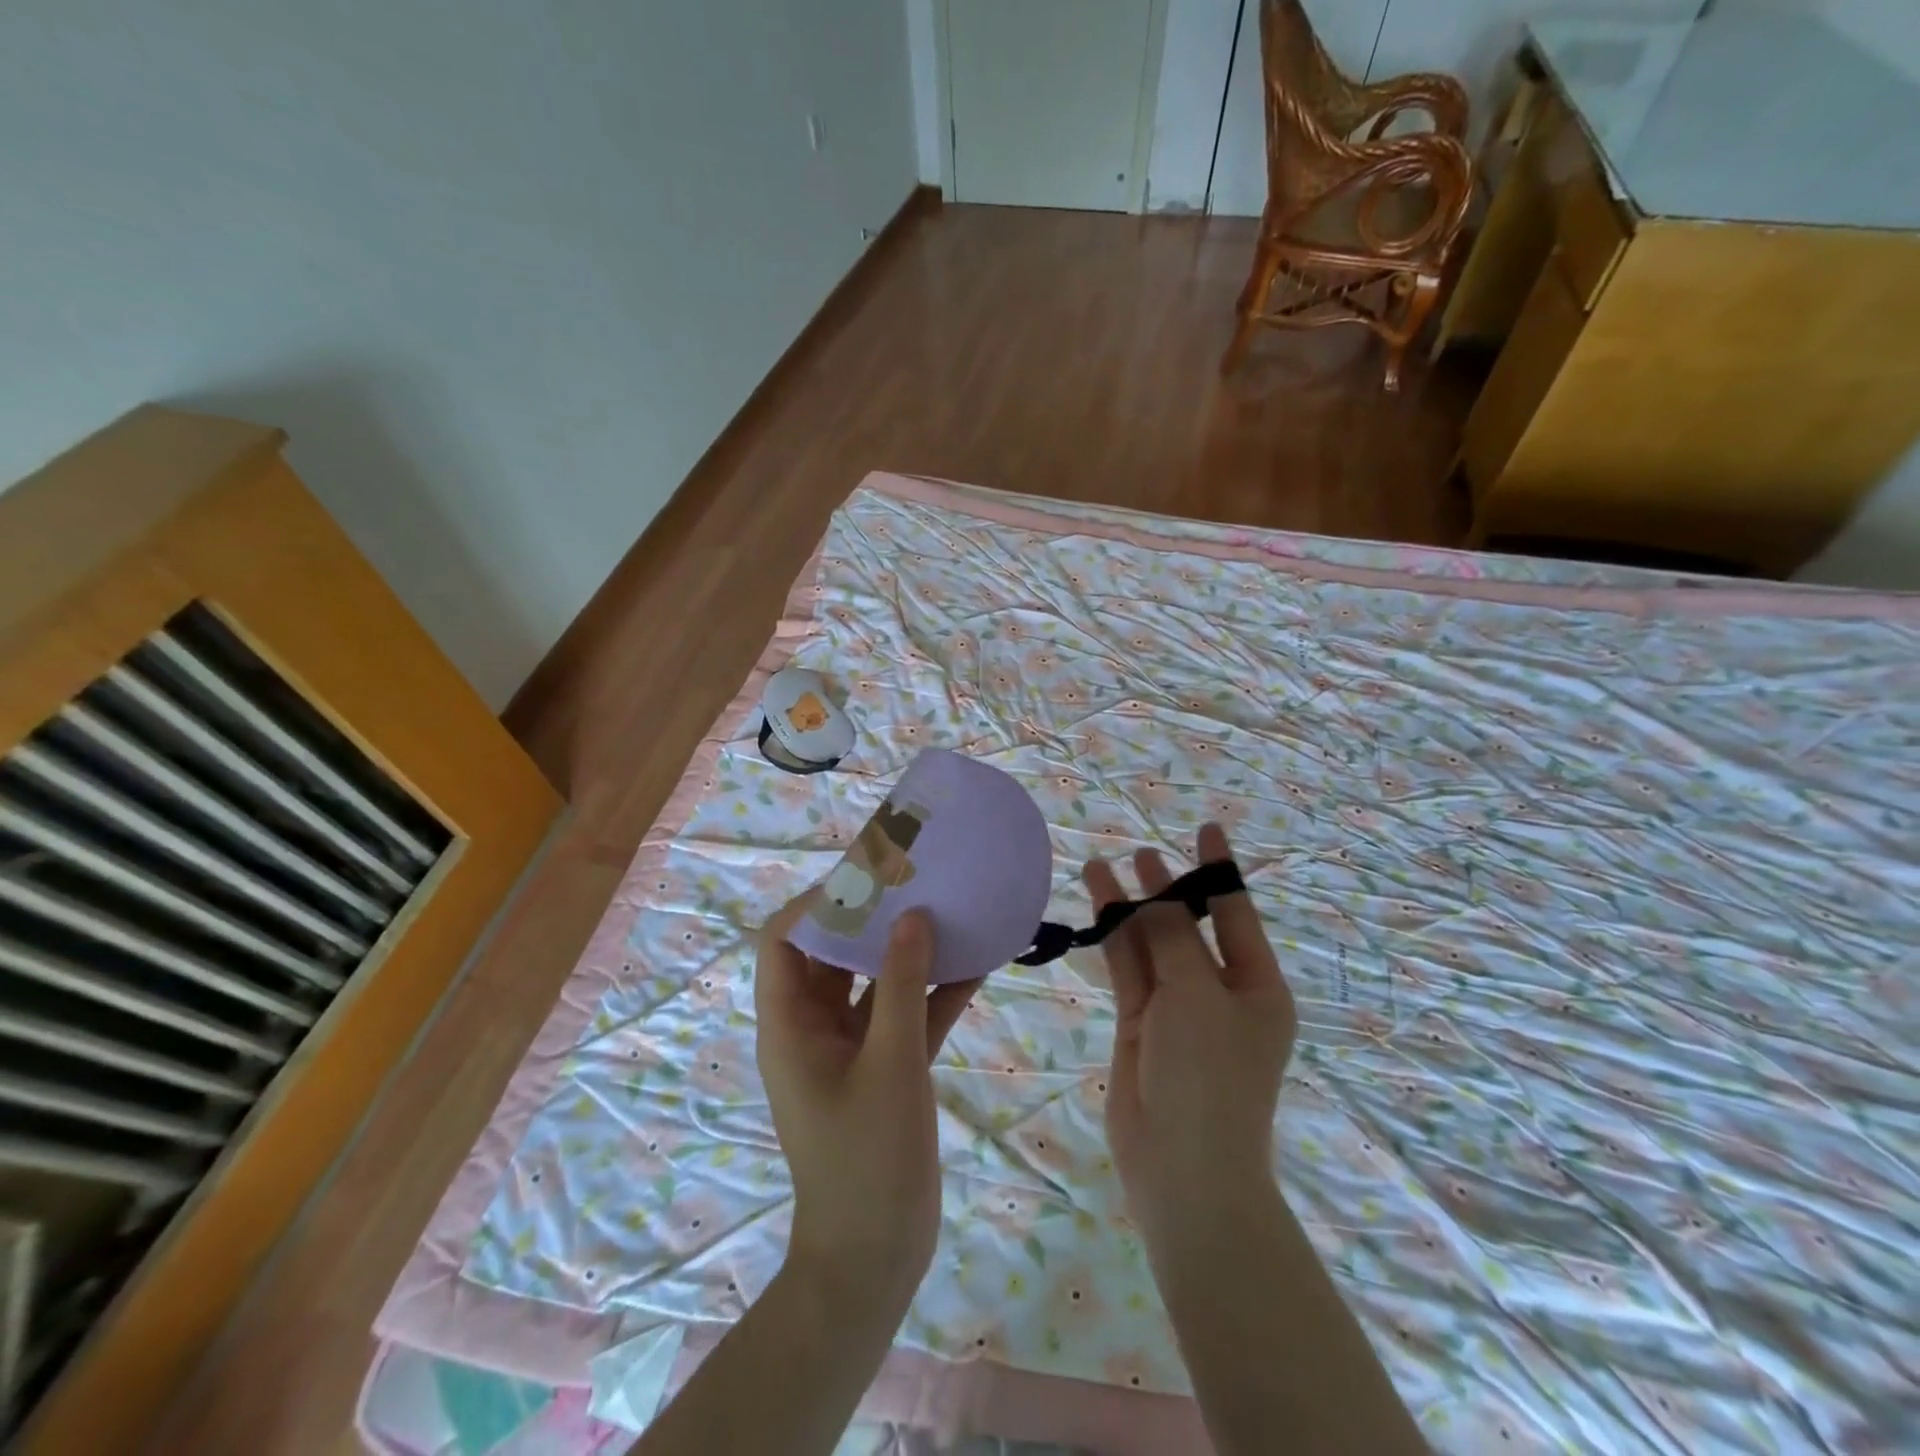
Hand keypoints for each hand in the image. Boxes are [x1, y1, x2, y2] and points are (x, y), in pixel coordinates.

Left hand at [754, 899, 981, 1312]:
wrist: (875, 1257)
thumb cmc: (866, 1157)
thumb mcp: (888, 1063)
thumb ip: (900, 985)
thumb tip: (913, 917)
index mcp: (791, 1024)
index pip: (785, 941)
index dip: (817, 904)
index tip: (866, 878)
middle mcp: (815, 1027)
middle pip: (834, 954)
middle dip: (872, 918)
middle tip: (916, 882)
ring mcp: (852, 1048)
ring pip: (875, 981)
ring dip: (909, 951)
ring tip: (949, 909)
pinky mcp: (885, 1067)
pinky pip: (907, 1014)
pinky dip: (935, 991)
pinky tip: (978, 964)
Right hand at [1082, 825, 1295, 1245]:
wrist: (1182, 1166)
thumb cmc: (1209, 1074)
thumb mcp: (1196, 994)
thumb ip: (1170, 937)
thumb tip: (1150, 893)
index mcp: (1257, 986)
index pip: (1236, 913)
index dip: (1219, 869)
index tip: (1207, 828)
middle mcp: (1220, 991)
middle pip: (1189, 925)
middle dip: (1166, 887)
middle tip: (1140, 850)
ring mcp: (1178, 1007)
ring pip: (1151, 943)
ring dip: (1129, 906)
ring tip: (1103, 863)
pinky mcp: (1141, 1022)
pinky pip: (1128, 967)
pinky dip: (1113, 935)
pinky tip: (1096, 903)